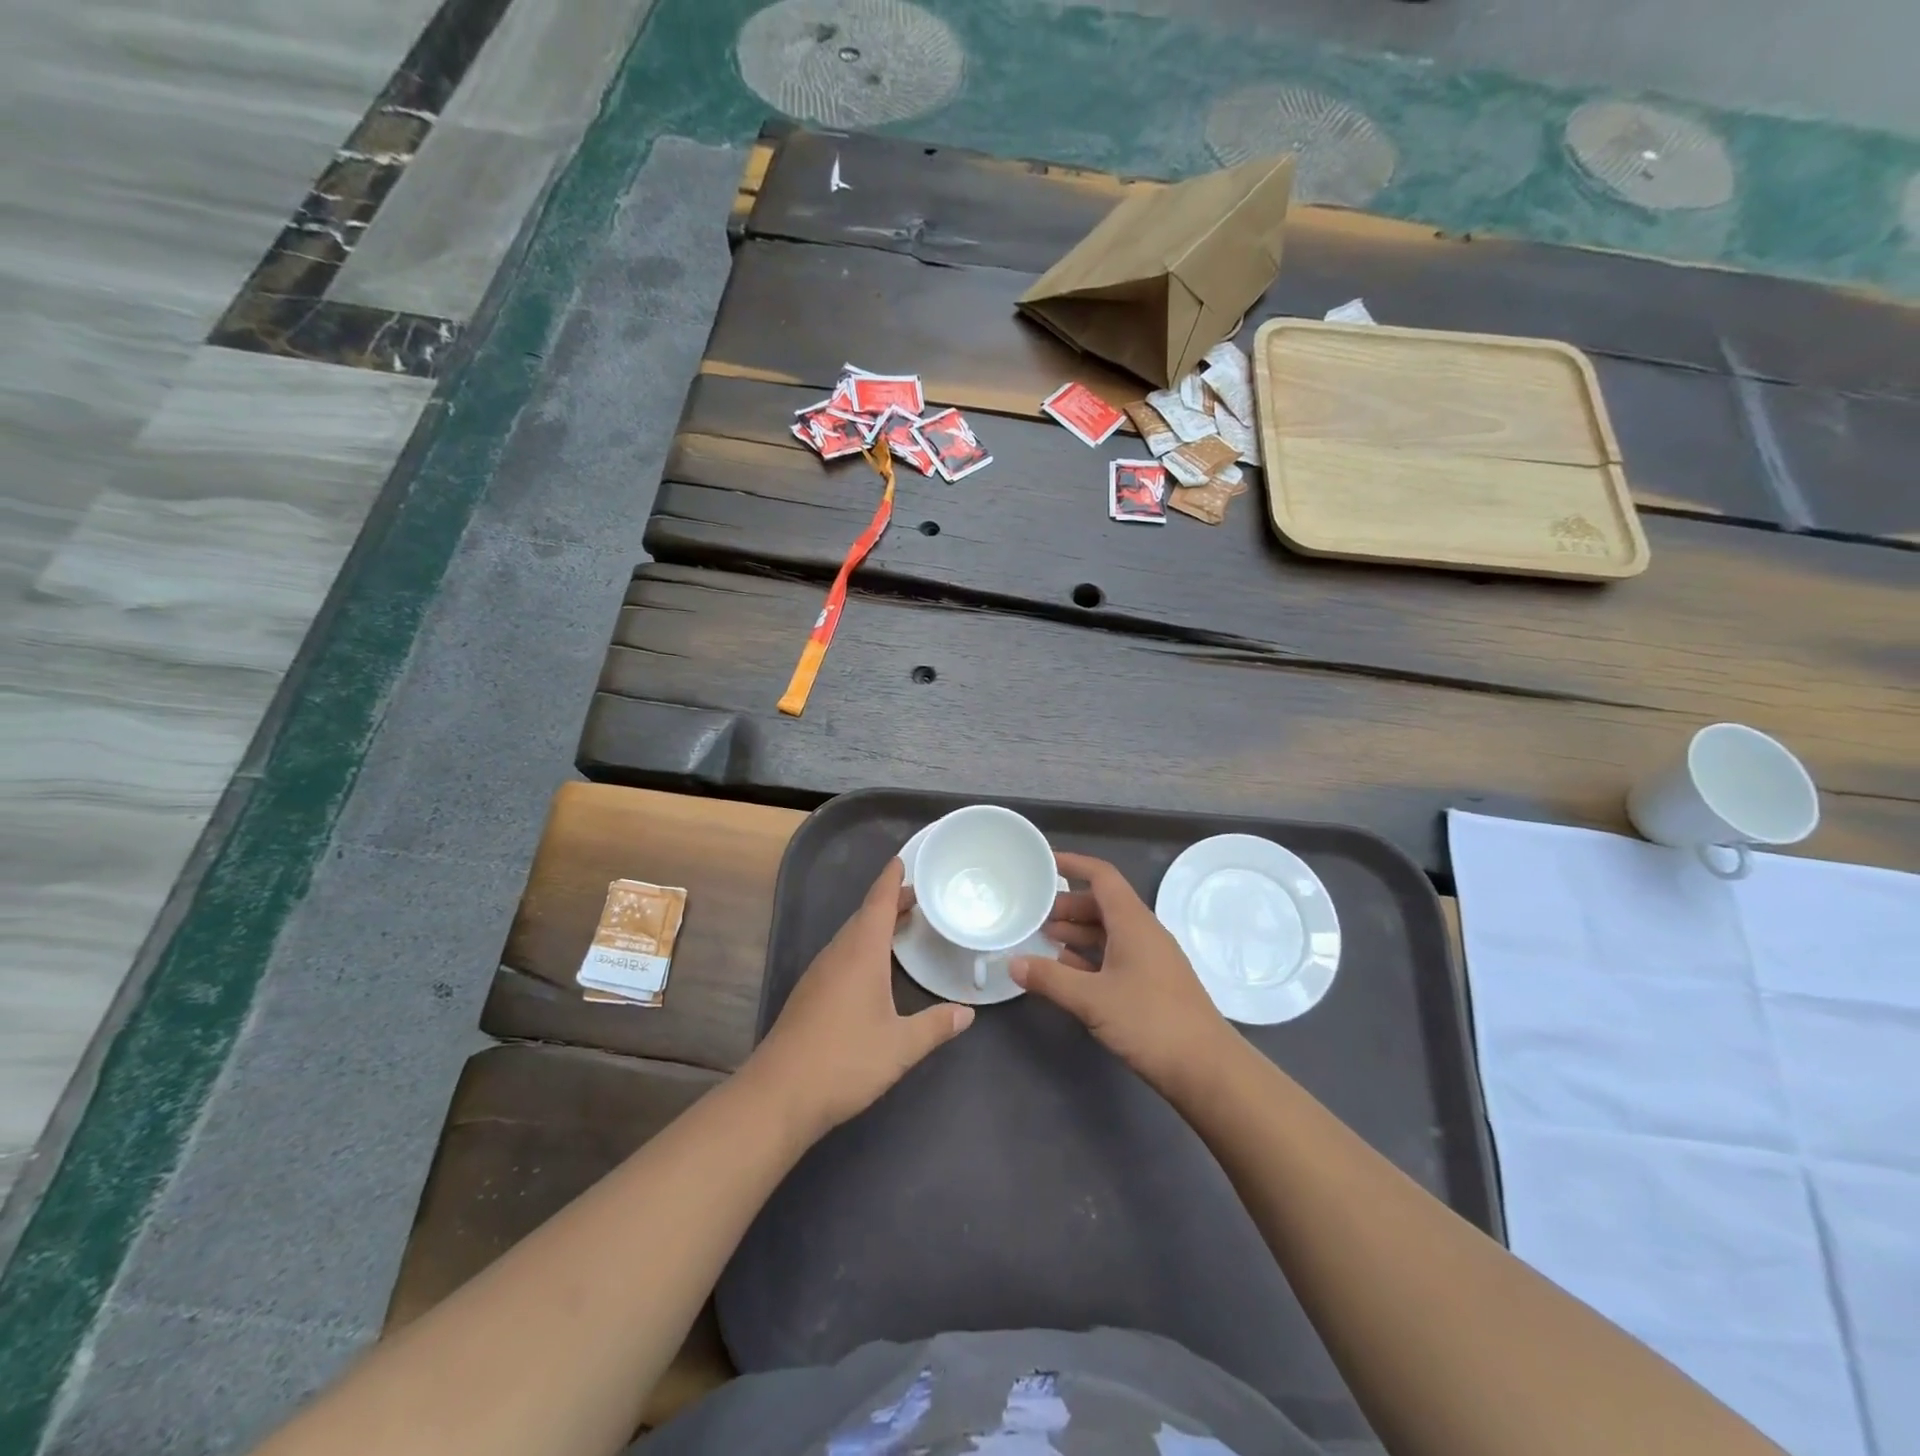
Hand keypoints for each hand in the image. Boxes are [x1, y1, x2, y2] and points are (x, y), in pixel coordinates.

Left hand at [747, 858, 973, 1138]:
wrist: (779, 1094)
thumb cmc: (845, 1061)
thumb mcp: (900, 1046)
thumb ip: (936, 1026)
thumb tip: (967, 1013)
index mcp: (861, 953)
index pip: (878, 903)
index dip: (891, 880)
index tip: (902, 860)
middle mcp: (838, 955)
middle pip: (865, 916)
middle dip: (889, 902)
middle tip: (917, 897)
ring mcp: (819, 974)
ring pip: (851, 936)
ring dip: (875, 925)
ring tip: (901, 925)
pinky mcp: (810, 995)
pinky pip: (841, 955)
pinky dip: (862, 946)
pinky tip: (873, 966)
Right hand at [1012, 852, 1230, 1093]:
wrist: (1206, 1069)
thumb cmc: (1150, 1021)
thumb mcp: (1092, 999)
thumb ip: (1049, 978)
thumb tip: (1012, 962)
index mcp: (1133, 922)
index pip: (1102, 876)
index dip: (1073, 864)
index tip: (1042, 862)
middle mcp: (1143, 932)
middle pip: (1102, 904)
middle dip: (1067, 905)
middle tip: (1033, 914)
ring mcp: (1150, 959)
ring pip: (1108, 932)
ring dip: (1077, 932)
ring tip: (1043, 940)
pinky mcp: (1152, 984)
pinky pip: (1115, 956)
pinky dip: (1089, 957)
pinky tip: (1067, 971)